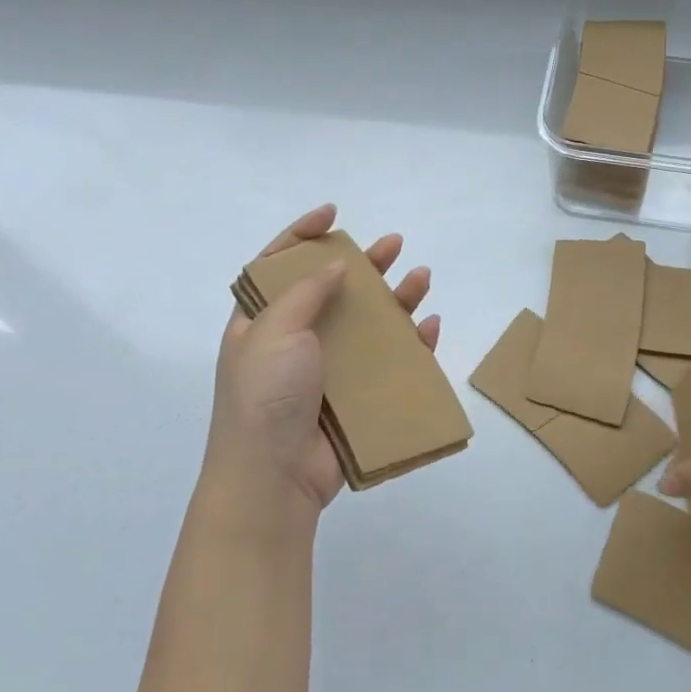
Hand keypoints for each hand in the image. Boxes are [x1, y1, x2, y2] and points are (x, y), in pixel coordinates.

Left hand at [210, 204, 439, 514]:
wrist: (273, 478)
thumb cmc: (265, 396)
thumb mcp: (274, 331)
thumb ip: (306, 292)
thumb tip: (333, 264)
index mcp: (261, 321)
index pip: (278, 265)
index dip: (302, 234)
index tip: (333, 213)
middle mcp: (294, 340)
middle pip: (333, 289)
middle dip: (363, 263)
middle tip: (393, 244)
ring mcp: (326, 369)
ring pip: (367, 323)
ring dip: (395, 299)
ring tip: (421, 278)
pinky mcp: (354, 397)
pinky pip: (388, 363)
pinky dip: (411, 344)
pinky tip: (428, 327)